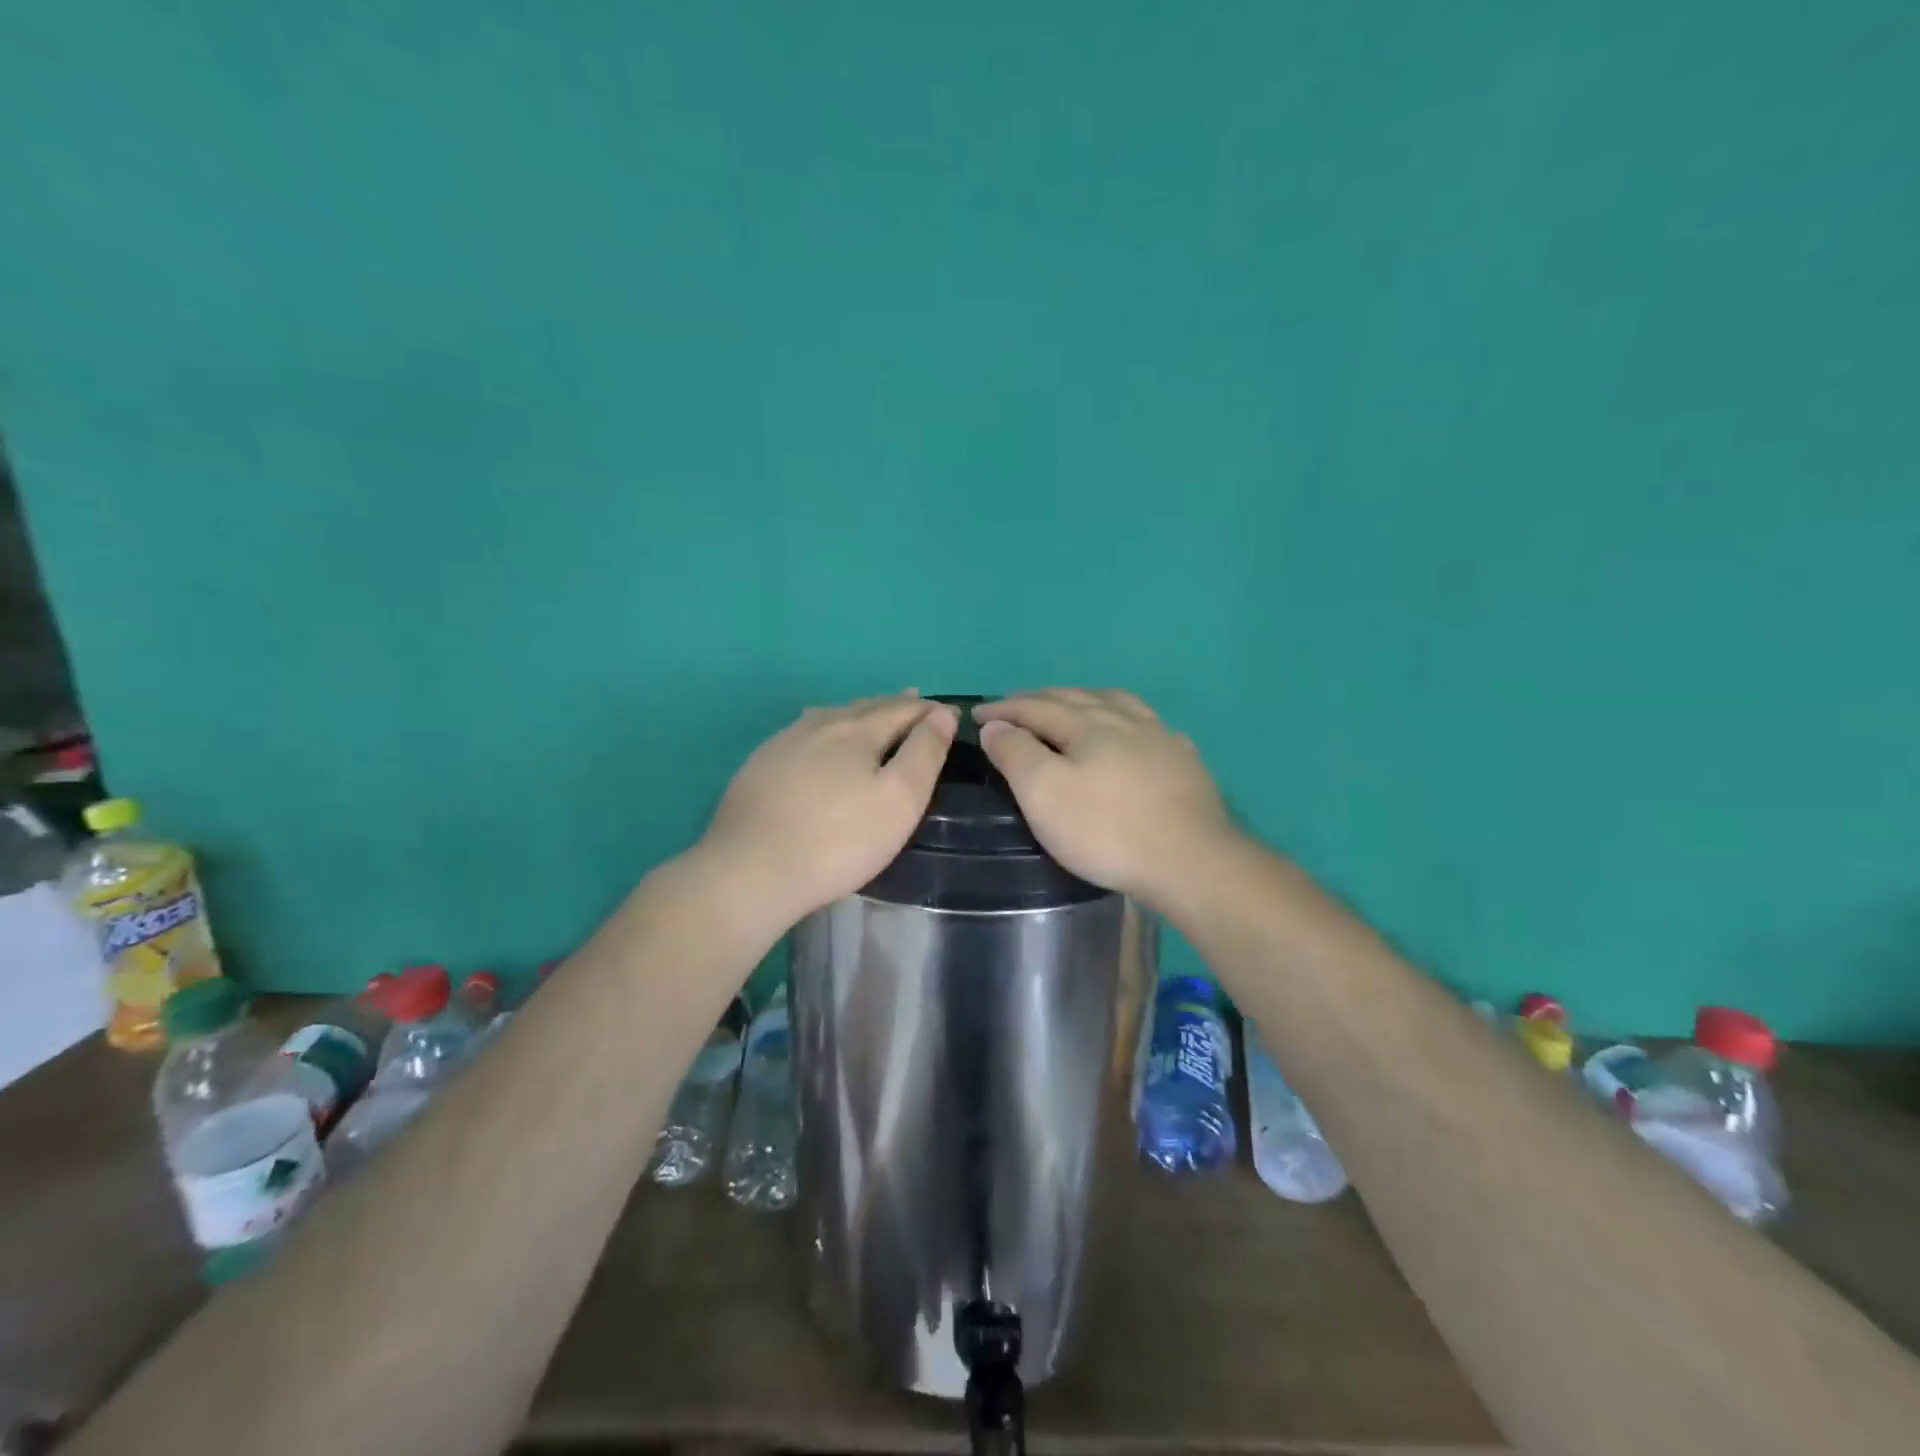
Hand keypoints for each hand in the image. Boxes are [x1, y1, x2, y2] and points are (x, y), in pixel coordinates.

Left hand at [697, 691, 958, 927]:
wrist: (750, 870)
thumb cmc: (839, 840)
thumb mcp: (899, 800)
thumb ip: (924, 753)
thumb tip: (943, 714)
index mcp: (858, 730)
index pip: (903, 710)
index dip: (930, 710)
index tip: (951, 713)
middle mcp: (820, 725)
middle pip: (866, 707)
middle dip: (895, 705)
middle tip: (916, 702)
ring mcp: (784, 743)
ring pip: (831, 716)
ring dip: (859, 713)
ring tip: (872, 712)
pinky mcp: (759, 766)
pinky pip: (803, 733)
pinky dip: (826, 729)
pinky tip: (818, 736)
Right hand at [974, 689, 1233, 903]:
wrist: (1190, 860)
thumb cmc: (1106, 829)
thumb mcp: (1044, 793)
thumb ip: (1016, 753)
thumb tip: (996, 724)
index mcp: (1085, 724)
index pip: (1034, 707)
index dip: (1002, 709)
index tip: (976, 713)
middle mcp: (1123, 719)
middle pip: (1074, 698)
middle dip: (1038, 699)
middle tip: (1014, 706)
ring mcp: (1159, 737)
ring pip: (1114, 702)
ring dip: (1083, 699)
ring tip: (1070, 704)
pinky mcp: (1183, 760)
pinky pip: (1148, 724)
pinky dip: (1125, 719)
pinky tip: (1131, 731)